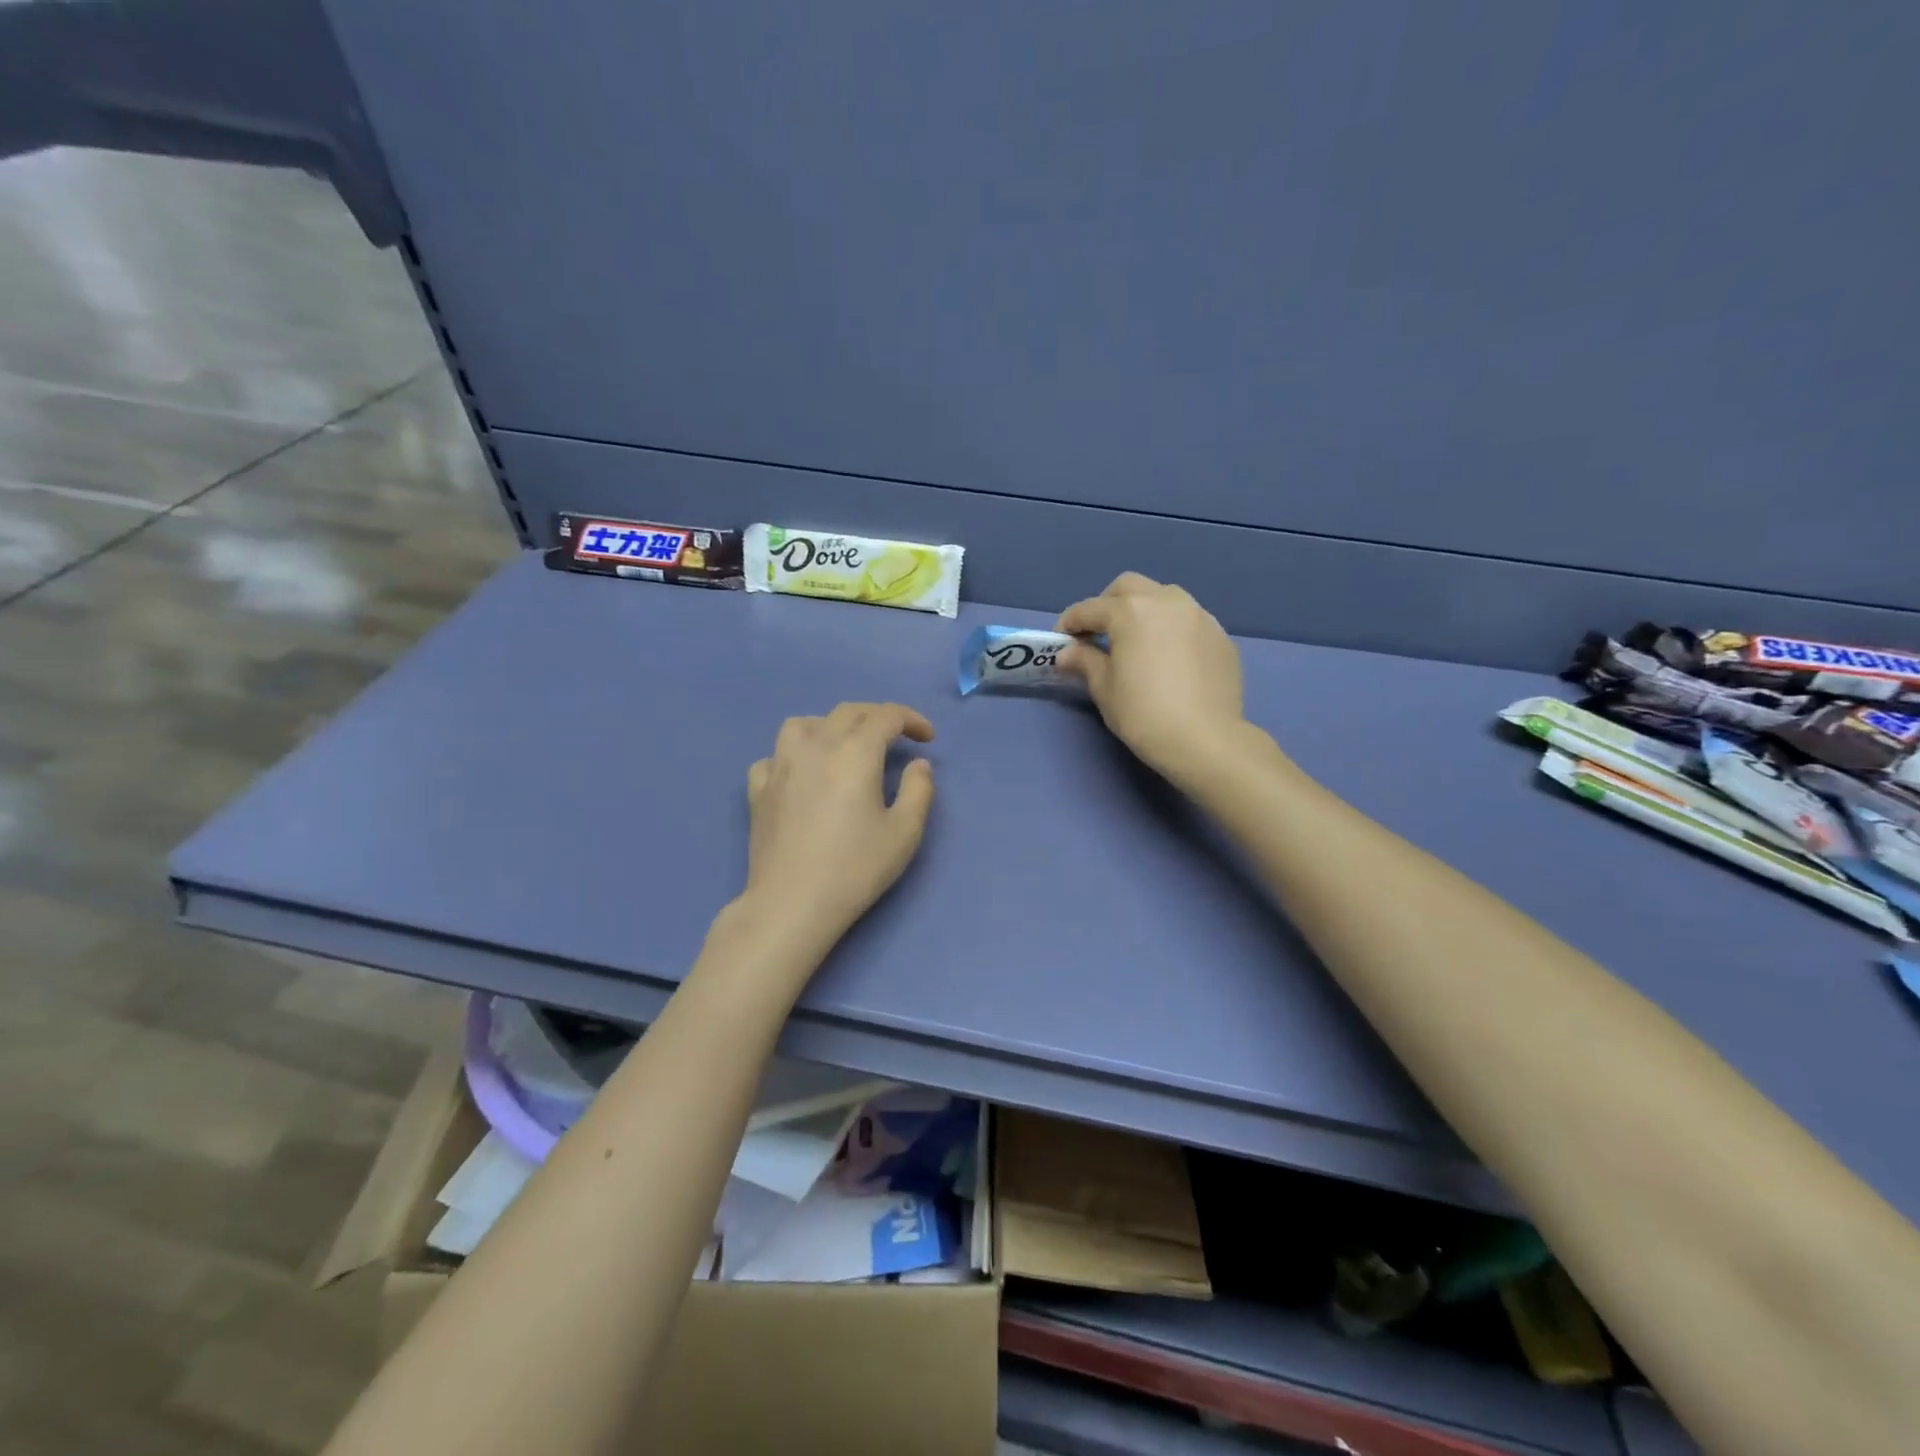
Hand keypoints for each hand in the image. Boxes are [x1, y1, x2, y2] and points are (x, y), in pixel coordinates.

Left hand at [741, 702, 936, 951]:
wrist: (793, 902)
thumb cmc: (855, 868)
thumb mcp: (904, 832)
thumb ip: (919, 790)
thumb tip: (918, 764)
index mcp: (855, 752)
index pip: (886, 716)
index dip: (912, 720)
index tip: (928, 739)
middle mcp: (815, 746)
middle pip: (847, 712)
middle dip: (877, 716)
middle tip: (896, 737)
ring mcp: (781, 765)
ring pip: (803, 724)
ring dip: (829, 725)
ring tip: (843, 746)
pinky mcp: (759, 789)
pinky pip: (774, 757)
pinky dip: (792, 756)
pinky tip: (802, 775)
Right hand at [1056, 573, 1245, 781]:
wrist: (1204, 739)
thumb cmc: (1143, 713)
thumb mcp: (1105, 689)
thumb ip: (1085, 661)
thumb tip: (1069, 653)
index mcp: (1131, 611)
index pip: (1089, 609)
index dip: (1070, 623)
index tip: (1061, 641)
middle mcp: (1166, 601)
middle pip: (1128, 588)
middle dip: (1108, 605)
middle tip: (1098, 634)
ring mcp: (1198, 615)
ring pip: (1163, 598)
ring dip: (1143, 611)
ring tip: (1137, 642)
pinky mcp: (1220, 635)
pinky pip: (1188, 621)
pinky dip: (1170, 630)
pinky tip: (1168, 659)